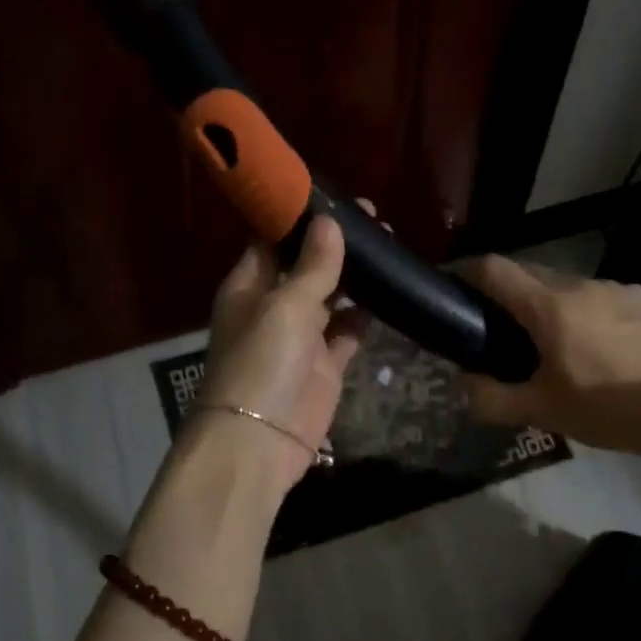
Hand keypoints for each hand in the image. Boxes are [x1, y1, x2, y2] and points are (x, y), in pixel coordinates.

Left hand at [196, 214, 365, 489]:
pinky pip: (348, 332)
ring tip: (390, 250)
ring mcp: (302, 338)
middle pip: (307, 265)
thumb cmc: (261, 363)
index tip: (338, 198)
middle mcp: (274, 306)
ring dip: (356, 278)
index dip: (302, 218)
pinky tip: (389, 296)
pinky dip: (365, 316)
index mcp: (250, 285)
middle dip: (337, 244)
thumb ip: (311, 267)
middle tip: (378, 222)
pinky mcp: (326, 366)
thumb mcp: (284, 307)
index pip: (273, 240)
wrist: (258, 442)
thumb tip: (330, 223)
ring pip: (332, 297)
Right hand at [458, 256, 640, 462]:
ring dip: (545, 304)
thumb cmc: (610, 410)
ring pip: (565, 285)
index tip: (451, 287)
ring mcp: (619, 289)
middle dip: (505, 293)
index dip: (466, 271)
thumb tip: (463, 384)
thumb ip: (492, 398)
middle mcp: (583, 285)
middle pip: (530, 273)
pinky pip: (598, 297)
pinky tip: (590, 346)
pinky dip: (579, 312)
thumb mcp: (543, 412)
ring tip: (544, 342)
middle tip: (493, 327)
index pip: (496, 268)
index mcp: (552, 306)